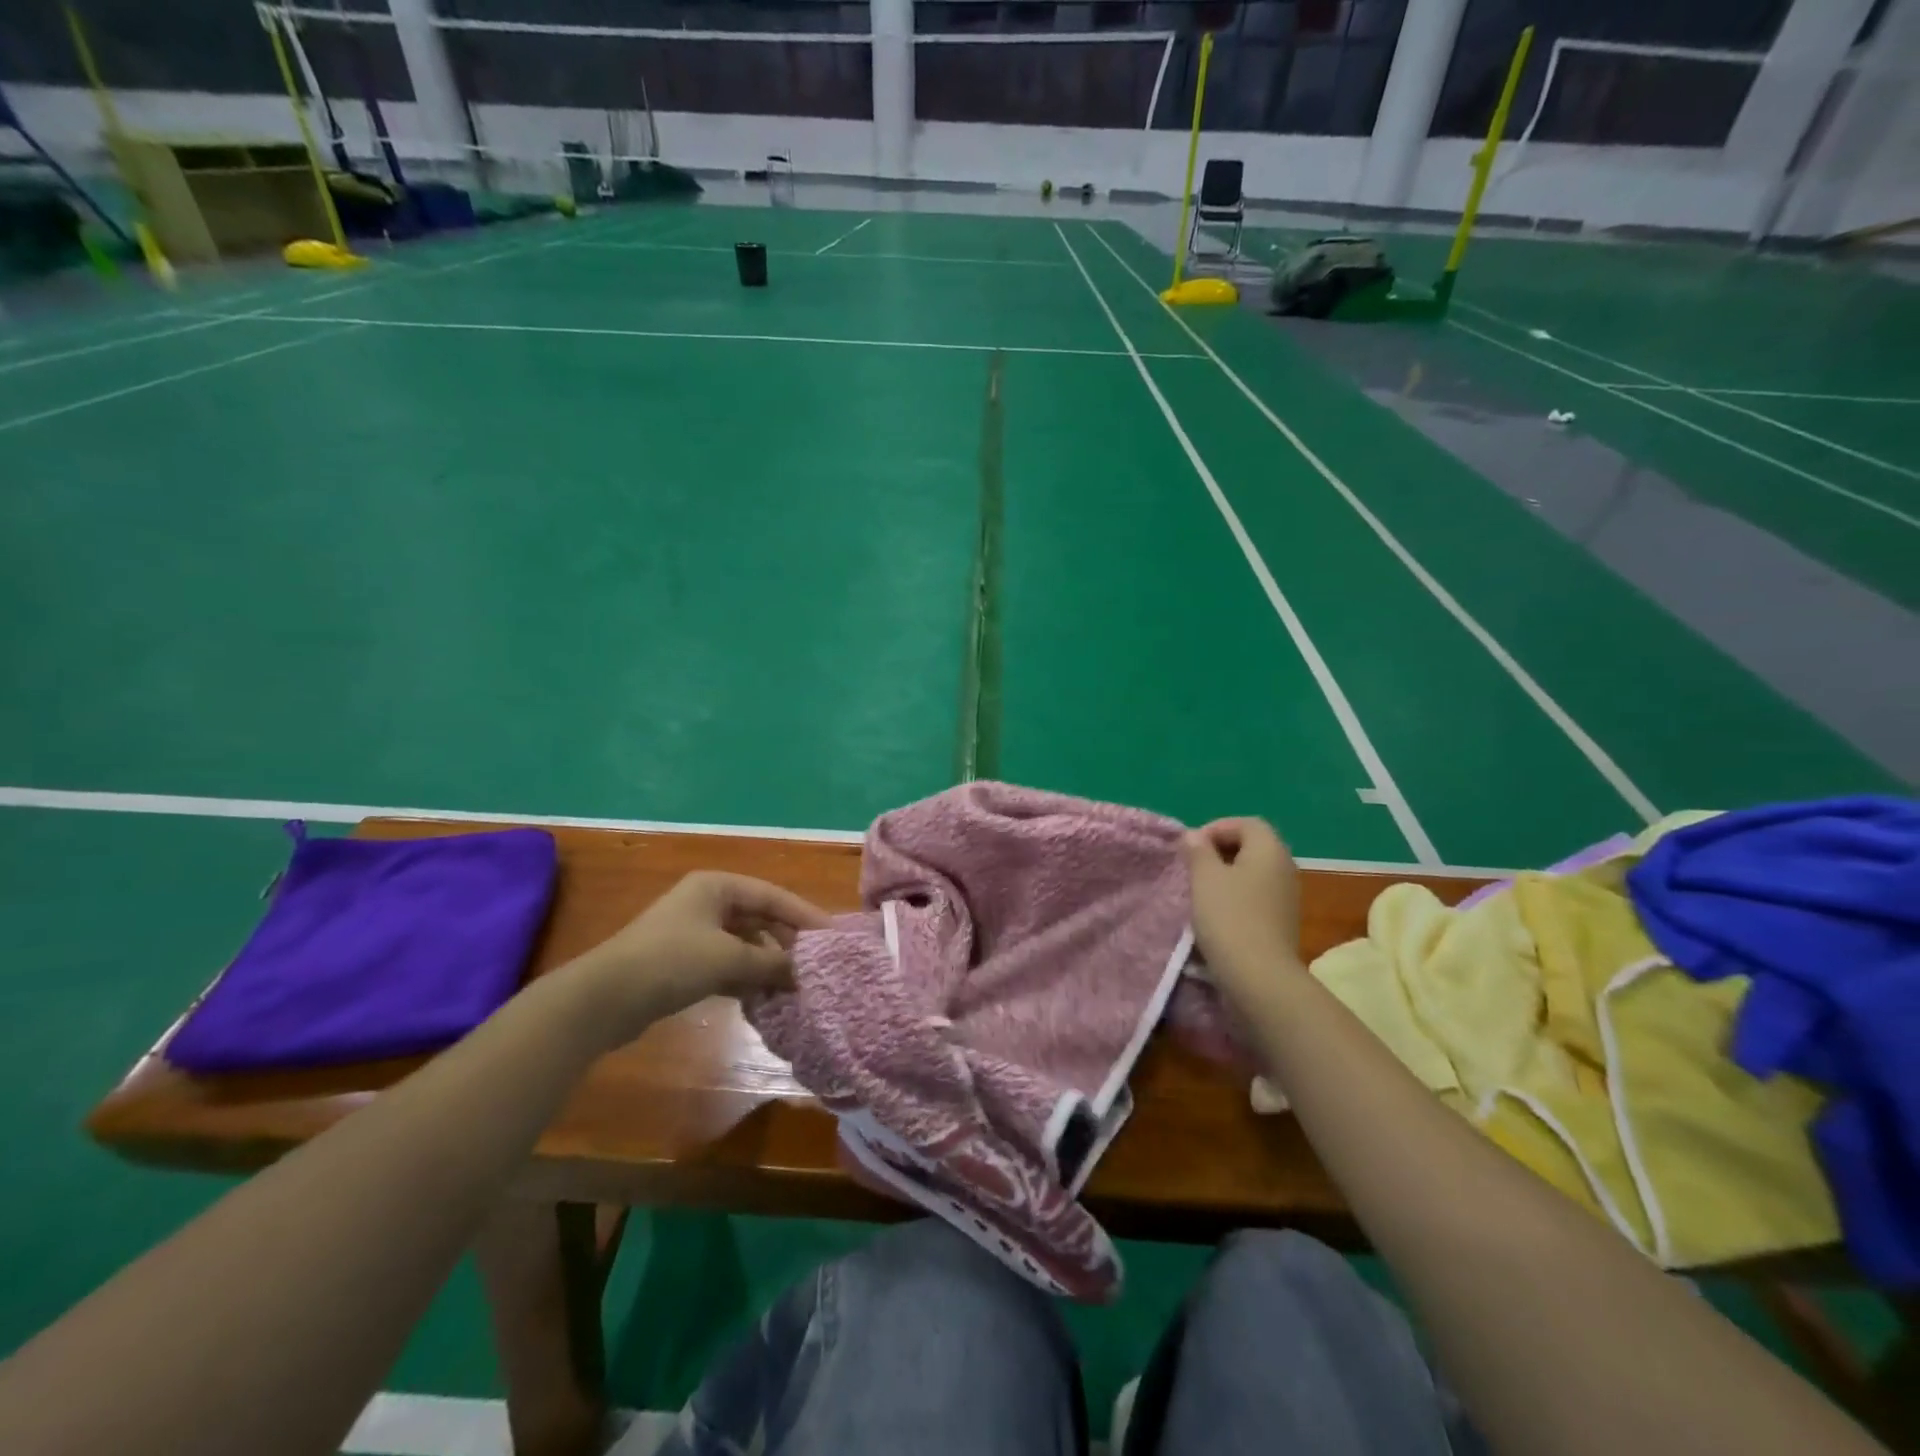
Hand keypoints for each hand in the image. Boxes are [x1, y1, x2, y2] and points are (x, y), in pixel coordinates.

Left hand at [566, 872, 830, 1042]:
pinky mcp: (682, 962)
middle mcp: (707, 902)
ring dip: (767, 964)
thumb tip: (806, 973)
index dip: (804, 915)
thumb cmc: (672, 961)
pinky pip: (726, 964)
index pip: (772, 896)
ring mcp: (693, 933)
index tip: (831, 937)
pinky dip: (746, 978)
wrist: (603, 998)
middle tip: (816, 965)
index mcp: (717, 886)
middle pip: (759, 919)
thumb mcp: (729, 958)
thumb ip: (772, 963)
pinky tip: (765, 998)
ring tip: (795, 986)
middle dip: (786, 943)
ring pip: (744, 944)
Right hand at [1185, 818, 1303, 1007]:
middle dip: (1220, 851)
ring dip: (1226, 875)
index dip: (1216, 828)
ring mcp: (1287, 896)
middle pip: (1252, 846)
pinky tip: (1216, 913)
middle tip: (1193, 866)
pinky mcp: (1282, 921)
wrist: (1259, 976)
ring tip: (1200, 890)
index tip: (1191, 848)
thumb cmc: (1229, 917)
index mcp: (1269, 850)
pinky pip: (1256, 895)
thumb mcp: (1204, 877)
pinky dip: (1236, 896)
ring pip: (1253, 873)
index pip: (1246, 823)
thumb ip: (1198, 851)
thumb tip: (1195, 836)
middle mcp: (1284, 867)